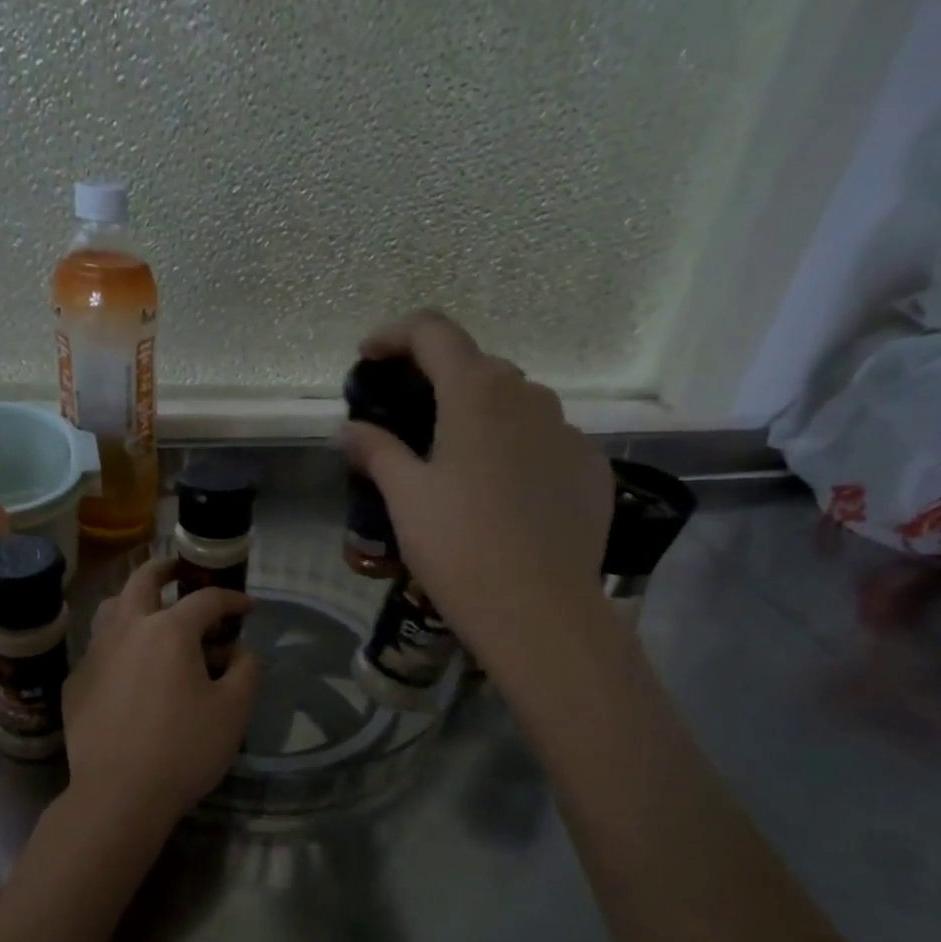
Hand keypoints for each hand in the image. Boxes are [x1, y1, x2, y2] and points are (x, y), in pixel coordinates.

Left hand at [63, 558, 262, 840]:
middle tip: (179, 571)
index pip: (206, 599)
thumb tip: (243, 651)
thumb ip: (247, 670)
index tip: (248, 607)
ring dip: (132, 600)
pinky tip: (127, 666)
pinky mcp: (77, 682)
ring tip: (148, 612)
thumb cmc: (184, 748)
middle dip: (165, 569)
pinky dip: (116, 643)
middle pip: (143, 580)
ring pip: (111, 608)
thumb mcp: (234, 711)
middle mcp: (127, 629)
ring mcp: (95, 654)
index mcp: (169, 630)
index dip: (232, 599)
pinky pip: (98, 648)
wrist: (119, 794)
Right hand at [336, 309, 614, 661]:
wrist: (539, 610)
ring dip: (479, 415)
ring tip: (455, 460)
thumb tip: (350, 430)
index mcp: (477, 392)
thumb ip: (377, 451)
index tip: (368, 358)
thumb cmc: (459, 546)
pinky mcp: (591, 468)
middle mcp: (530, 396)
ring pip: (516, 405)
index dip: (395, 335)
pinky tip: (501, 493)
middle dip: (437, 379)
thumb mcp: (405, 497)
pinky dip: (516, 449)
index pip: (433, 331)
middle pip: (476, 367)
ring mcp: (568, 431)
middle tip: (407, 417)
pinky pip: (545, 441)